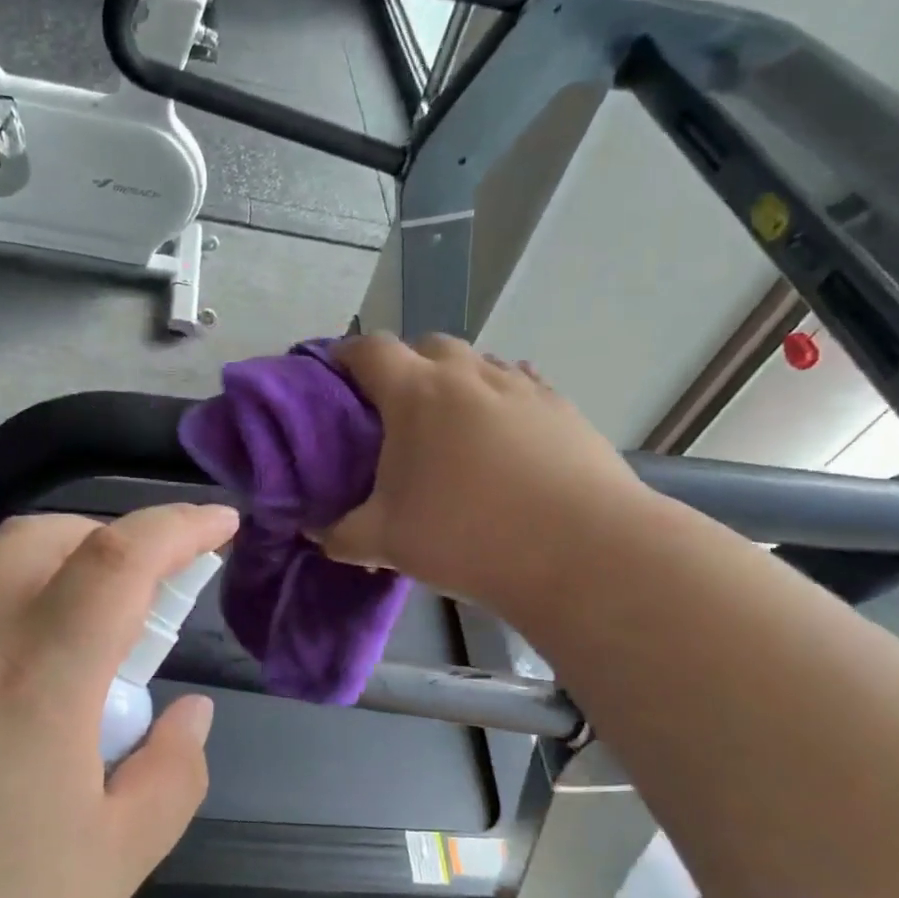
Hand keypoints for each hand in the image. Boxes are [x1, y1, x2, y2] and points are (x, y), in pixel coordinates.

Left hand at [0, 502, 239, 897]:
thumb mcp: (107, 870)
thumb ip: (168, 777)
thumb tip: (190, 714)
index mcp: (37, 679)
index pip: (118, 558)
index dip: (178, 526)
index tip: (221, 524)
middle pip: (38, 537)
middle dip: (105, 538)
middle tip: (144, 595)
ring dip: (54, 596)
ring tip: (82, 686)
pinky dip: (7, 644)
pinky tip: (7, 737)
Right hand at [322, 334, 650, 605]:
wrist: (582, 552)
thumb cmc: (467, 537)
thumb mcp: (386, 543)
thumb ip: (340, 535)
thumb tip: (315, 534)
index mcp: (416, 393)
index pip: (369, 350)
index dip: (346, 356)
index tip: (335, 377)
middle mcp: (468, 374)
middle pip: (427, 345)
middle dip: (406, 366)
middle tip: (395, 411)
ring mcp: (522, 386)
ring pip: (478, 362)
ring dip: (456, 381)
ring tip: (451, 426)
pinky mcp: (563, 407)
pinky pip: (520, 385)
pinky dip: (500, 399)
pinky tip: (503, 438)